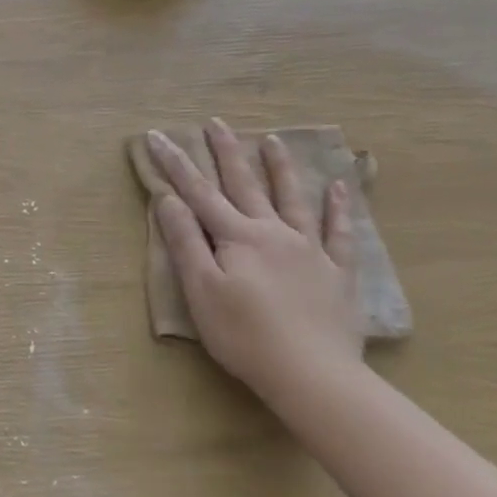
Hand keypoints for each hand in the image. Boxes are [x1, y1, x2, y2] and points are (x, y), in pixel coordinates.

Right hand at [145, 123, 363, 402]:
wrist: (310, 373)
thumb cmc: (244, 335)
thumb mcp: (201, 290)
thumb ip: (186, 242)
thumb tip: (169, 200)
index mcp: (237, 237)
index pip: (198, 193)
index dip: (175, 164)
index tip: (157, 136)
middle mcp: (273, 232)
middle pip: (245, 185)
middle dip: (227, 152)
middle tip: (216, 123)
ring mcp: (309, 250)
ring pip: (292, 198)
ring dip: (279, 168)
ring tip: (272, 140)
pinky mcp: (336, 272)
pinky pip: (339, 232)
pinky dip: (337, 207)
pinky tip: (338, 187)